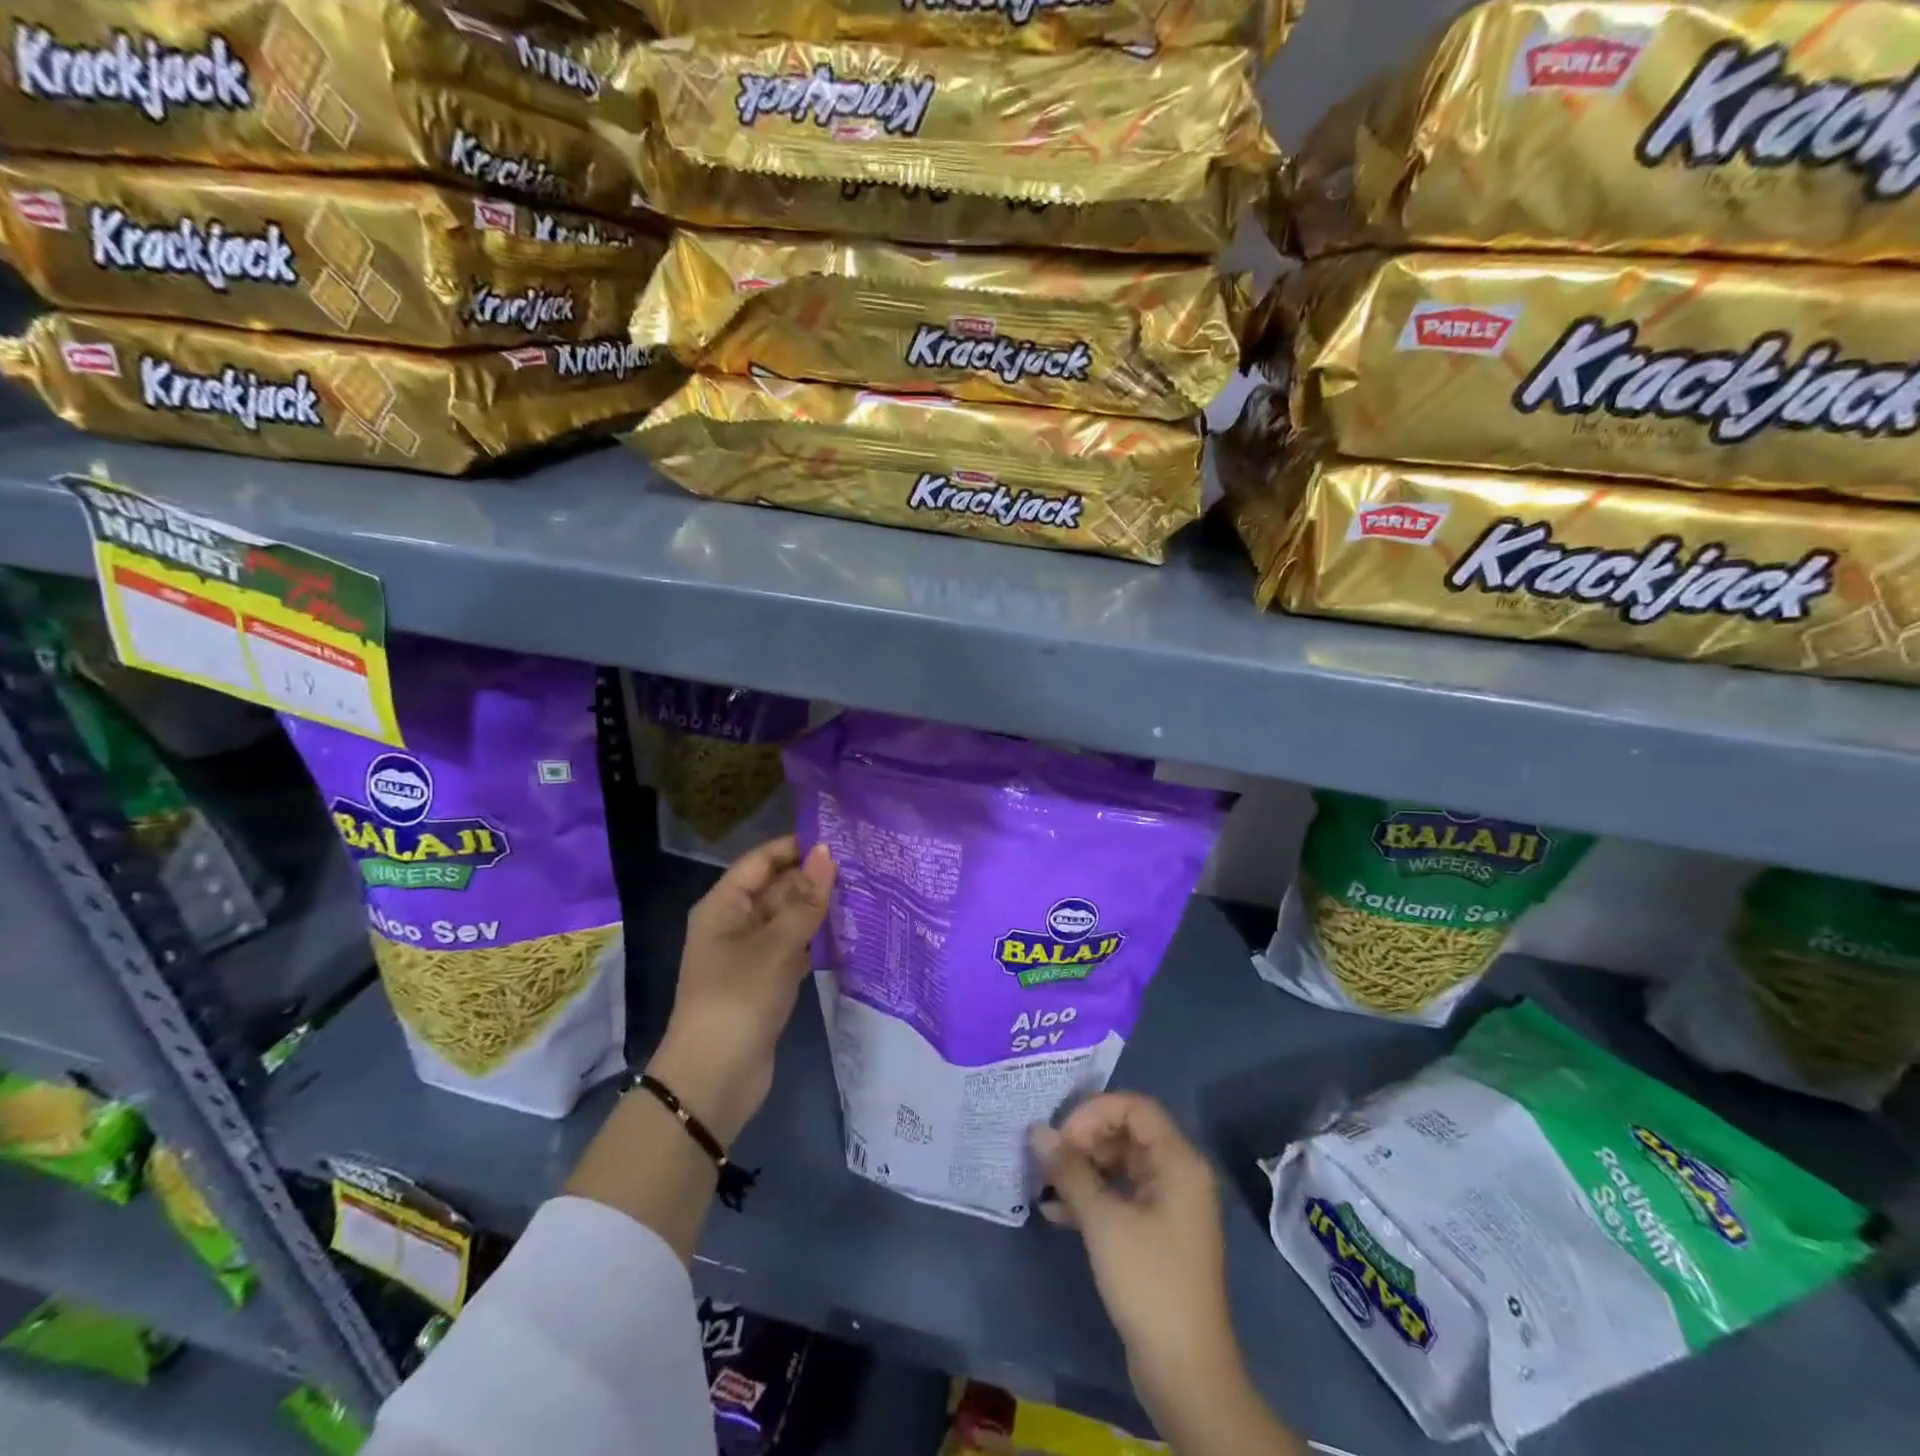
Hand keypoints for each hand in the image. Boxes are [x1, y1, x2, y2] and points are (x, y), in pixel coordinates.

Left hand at [648, 836, 833, 1143]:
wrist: (715, 1079)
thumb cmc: (739, 999)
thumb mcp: (776, 945)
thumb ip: (805, 900)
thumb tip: (828, 852)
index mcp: (723, 906)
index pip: (761, 860)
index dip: (796, 846)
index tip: (840, 837)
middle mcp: (734, 923)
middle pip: (776, 887)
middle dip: (813, 877)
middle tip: (862, 865)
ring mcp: (750, 954)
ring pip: (787, 918)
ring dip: (818, 908)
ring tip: (863, 891)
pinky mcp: (766, 981)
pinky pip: (793, 947)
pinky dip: (816, 939)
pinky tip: (849, 932)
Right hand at [1030, 1094, 1234, 1400]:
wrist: (1185, 1372)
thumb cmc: (1149, 1282)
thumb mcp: (1103, 1221)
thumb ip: (1069, 1170)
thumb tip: (1036, 1130)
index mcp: (1179, 1161)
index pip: (1135, 1107)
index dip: (1094, 1113)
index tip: (1061, 1137)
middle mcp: (1179, 1174)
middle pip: (1127, 1133)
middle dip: (1085, 1141)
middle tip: (1049, 1160)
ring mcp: (1169, 1205)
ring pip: (1121, 1165)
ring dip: (1083, 1170)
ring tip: (1044, 1182)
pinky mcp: (1157, 1234)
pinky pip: (1122, 1196)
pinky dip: (1092, 1198)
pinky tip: (1055, 1212)